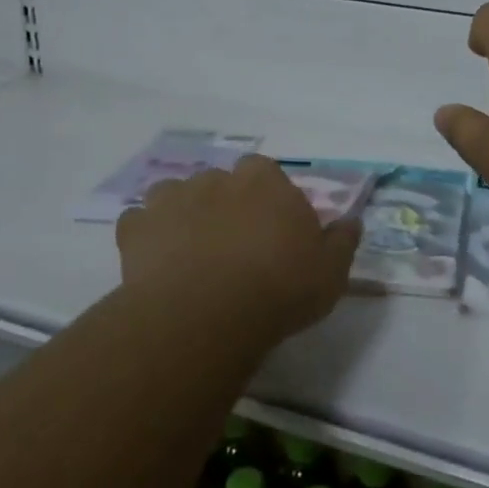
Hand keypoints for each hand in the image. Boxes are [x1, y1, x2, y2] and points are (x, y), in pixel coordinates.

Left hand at [116, 156, 360, 340]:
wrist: (206, 314)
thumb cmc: (279, 287)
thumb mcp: (331, 271)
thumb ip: (342, 241)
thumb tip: (352, 221)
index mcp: (265, 180)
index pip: (266, 173)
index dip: (268, 199)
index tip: (272, 229)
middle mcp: (218, 178)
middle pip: (221, 182)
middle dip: (225, 205)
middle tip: (232, 245)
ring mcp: (173, 199)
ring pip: (176, 195)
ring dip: (182, 214)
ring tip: (190, 252)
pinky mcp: (136, 228)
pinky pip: (138, 223)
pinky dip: (145, 236)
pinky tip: (155, 262)